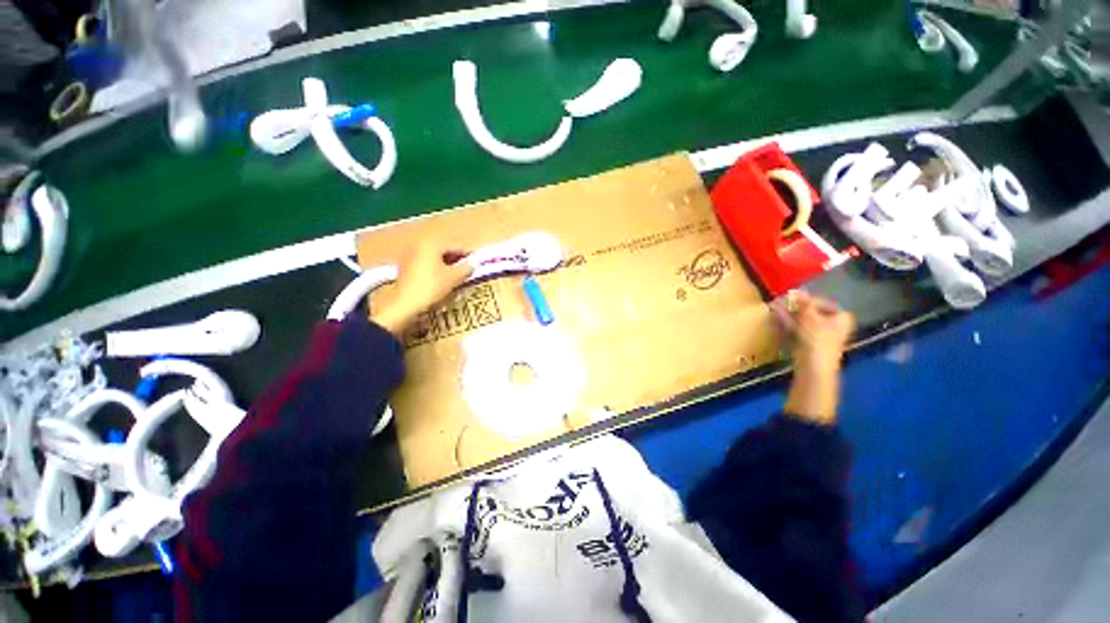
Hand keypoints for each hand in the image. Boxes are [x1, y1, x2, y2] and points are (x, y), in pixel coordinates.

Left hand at [373, 243, 472, 336]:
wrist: (404, 304)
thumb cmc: (431, 287)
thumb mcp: (453, 278)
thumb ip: (466, 268)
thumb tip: (474, 263)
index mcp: (431, 244)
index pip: (455, 246)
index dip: (468, 254)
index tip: (478, 262)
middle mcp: (419, 245)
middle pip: (444, 250)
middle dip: (457, 259)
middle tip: (469, 269)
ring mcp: (410, 256)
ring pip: (435, 258)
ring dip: (448, 265)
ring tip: (458, 275)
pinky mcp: (406, 267)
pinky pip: (427, 264)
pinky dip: (437, 269)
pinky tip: (444, 279)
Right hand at [772, 290, 854, 375]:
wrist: (814, 367)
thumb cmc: (817, 339)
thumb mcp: (810, 317)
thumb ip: (804, 303)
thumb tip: (796, 291)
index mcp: (842, 318)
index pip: (824, 303)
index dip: (808, 299)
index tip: (793, 297)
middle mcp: (834, 326)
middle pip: (812, 312)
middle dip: (795, 307)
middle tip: (781, 301)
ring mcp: (820, 336)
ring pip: (802, 321)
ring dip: (789, 314)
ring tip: (774, 307)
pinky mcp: (808, 343)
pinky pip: (797, 329)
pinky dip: (788, 323)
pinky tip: (776, 316)